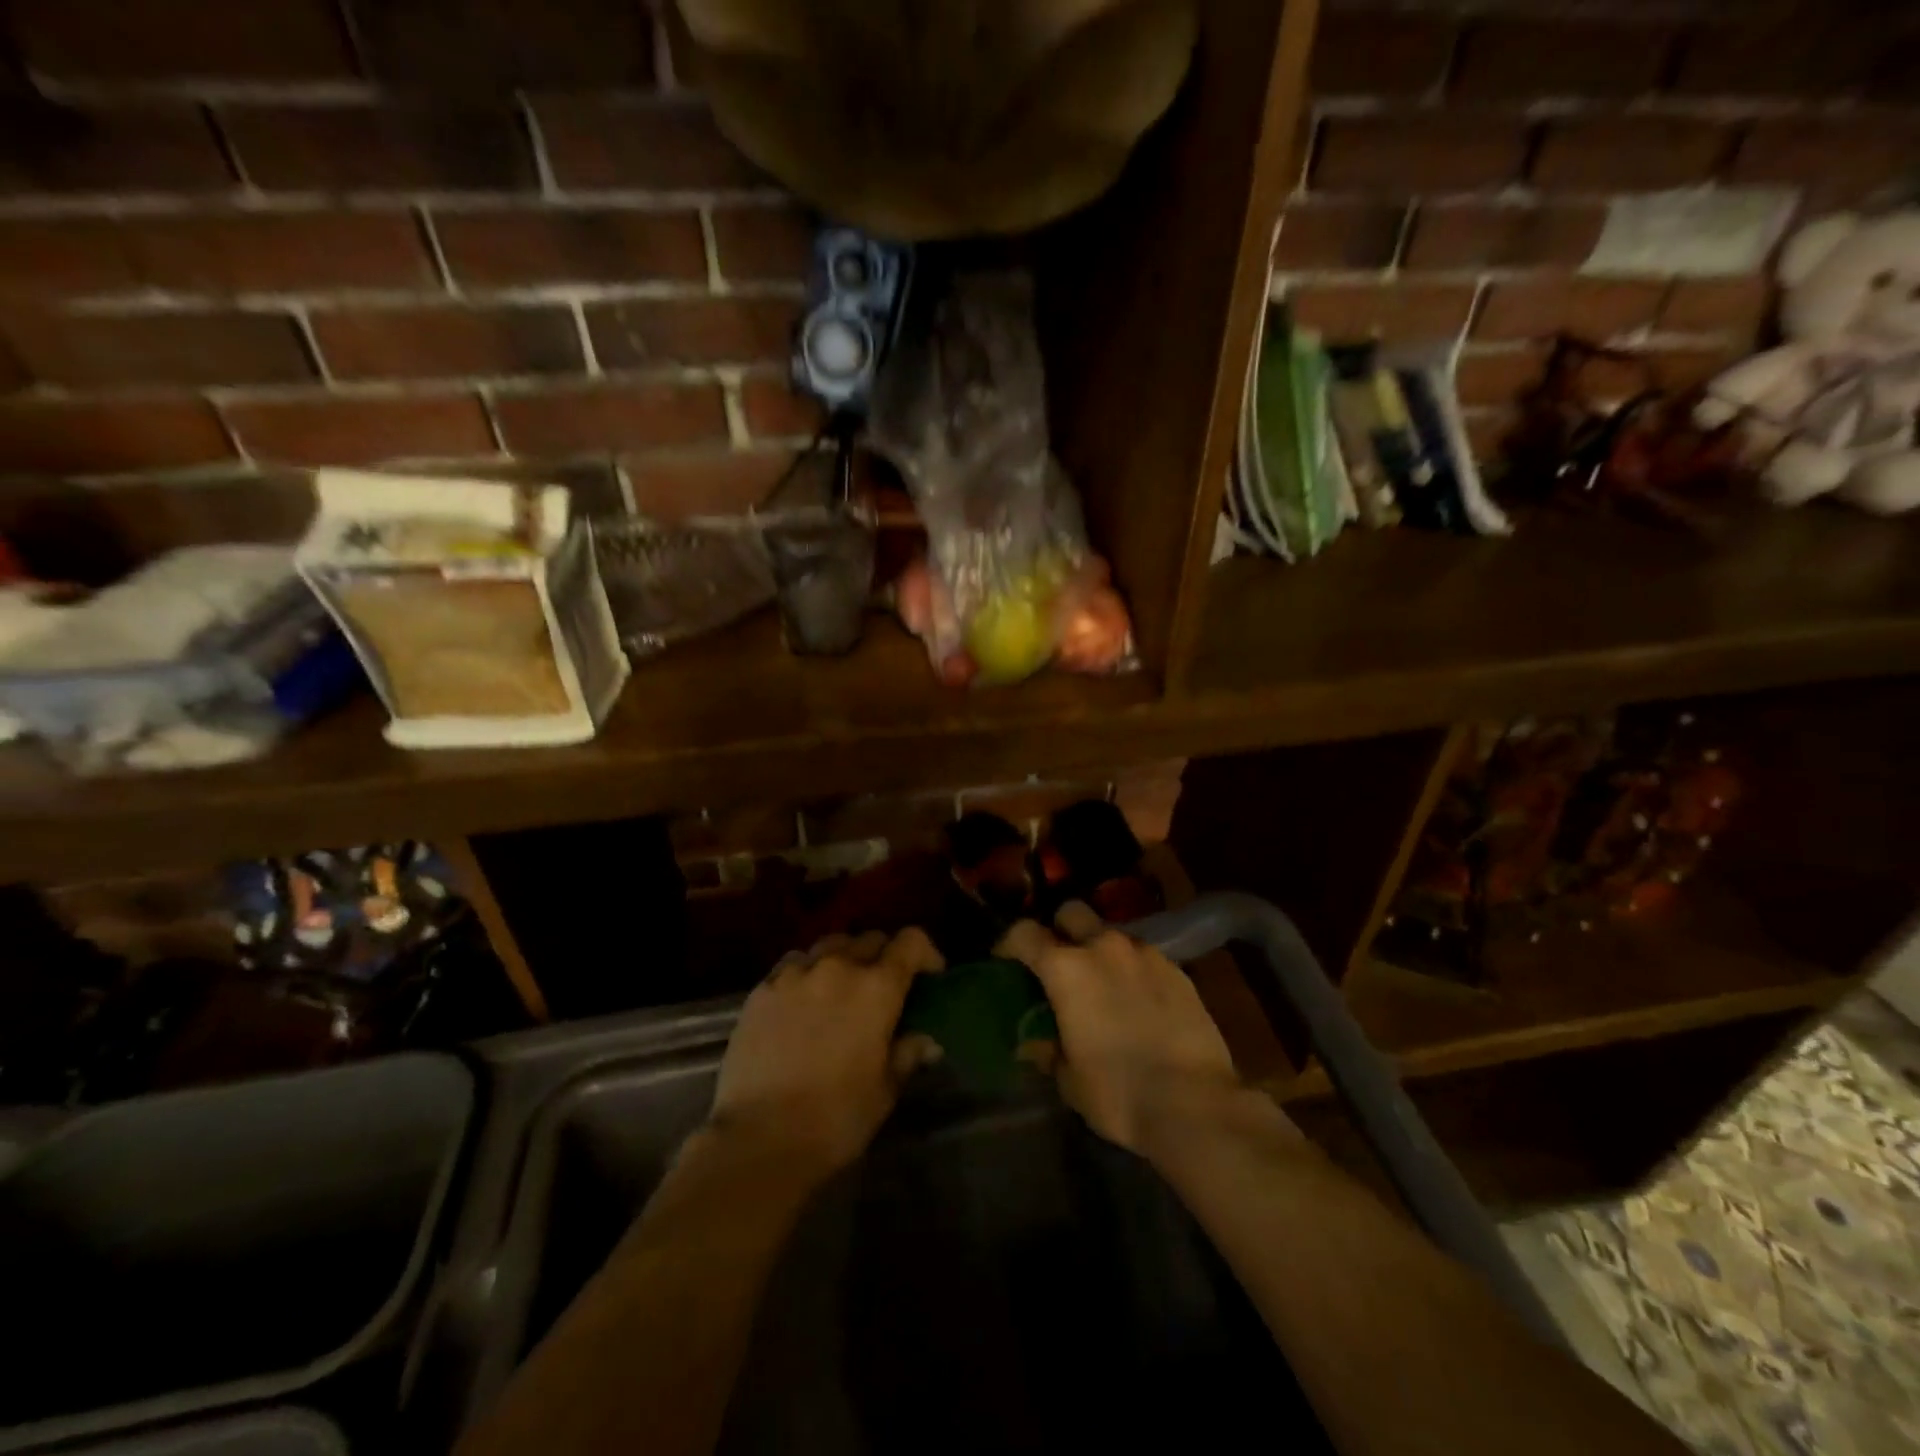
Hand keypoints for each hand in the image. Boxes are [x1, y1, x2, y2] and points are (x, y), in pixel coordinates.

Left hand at [708, 928, 942, 1174]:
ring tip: (842, 988)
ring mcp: (796, 973)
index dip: (926, 953)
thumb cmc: (836, 1118)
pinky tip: (804, 999)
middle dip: (884, 955)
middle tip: (885, 986)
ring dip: (844, 958)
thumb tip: (925, 1040)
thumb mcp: (885, 1090)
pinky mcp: (762, 988)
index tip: (930, 975)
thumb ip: (907, 1054)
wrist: (759, 1137)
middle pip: (869, 939)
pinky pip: (794, 963)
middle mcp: (838, 966)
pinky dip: (808, 971)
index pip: (910, 942)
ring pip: (829, 945)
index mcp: (877, 988)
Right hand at [997, 904, 1266, 1156]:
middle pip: (1071, 912)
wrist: (1195, 1104)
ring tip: (1103, 985)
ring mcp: (1144, 953)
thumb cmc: (1118, 1092)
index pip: (1024, 933)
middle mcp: (1103, 946)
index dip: (1009, 944)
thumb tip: (1034, 1044)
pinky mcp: (1177, 969)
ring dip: (1100, 950)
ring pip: (1111, 933)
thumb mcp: (1069, 1079)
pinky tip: (1138, 1001)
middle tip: (1058, 962)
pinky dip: (1133, 969)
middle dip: (1059, 929)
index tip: (1005, 962)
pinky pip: (1143, 956)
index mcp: (1066, 968)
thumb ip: (1047, 1051)